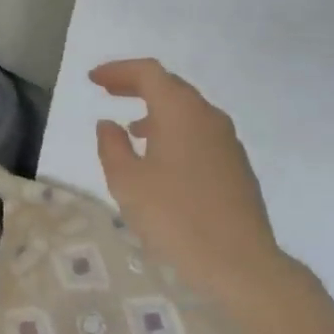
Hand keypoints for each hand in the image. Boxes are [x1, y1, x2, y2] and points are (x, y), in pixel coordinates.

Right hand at [91, 59, 284, 298]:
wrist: (240, 263)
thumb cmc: (175, 218)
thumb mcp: (128, 183)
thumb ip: (112, 146)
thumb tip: (109, 124)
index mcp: (181, 112)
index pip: (149, 73)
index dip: (118, 71)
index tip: (93, 79)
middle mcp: (209, 117)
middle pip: (171, 86)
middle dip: (137, 86)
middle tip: (109, 91)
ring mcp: (228, 141)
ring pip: (188, 112)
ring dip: (157, 111)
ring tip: (132, 130)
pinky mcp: (236, 166)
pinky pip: (200, 134)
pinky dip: (175, 132)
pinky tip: (162, 160)